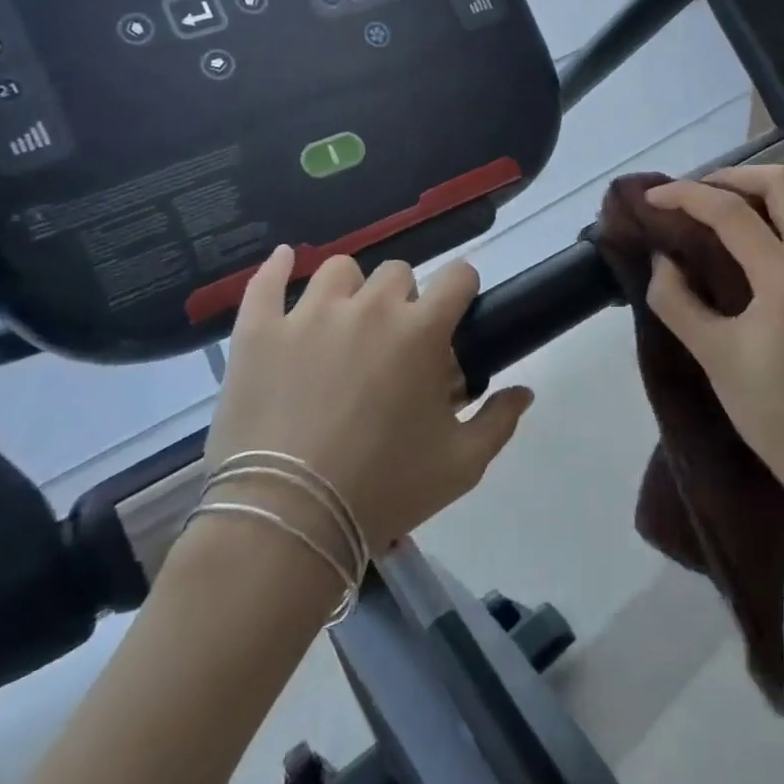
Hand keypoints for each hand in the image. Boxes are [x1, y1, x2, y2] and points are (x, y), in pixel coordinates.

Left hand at [202, 247, 534, 556]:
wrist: (287, 522)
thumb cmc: (383, 490)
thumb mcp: (460, 465)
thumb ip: (498, 422)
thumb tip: (524, 392)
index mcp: (421, 331)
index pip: (458, 276)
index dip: (462, 289)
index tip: (456, 311)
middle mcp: (369, 308)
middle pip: (398, 272)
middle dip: (405, 299)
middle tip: (394, 342)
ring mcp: (308, 315)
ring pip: (339, 271)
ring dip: (350, 290)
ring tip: (343, 322)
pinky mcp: (259, 331)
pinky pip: (266, 282)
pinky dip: (277, 269)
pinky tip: (285, 261)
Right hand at [643, 166, 783, 502]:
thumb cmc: (769, 411)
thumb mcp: (712, 355)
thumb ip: (676, 299)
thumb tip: (663, 258)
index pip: (733, 214)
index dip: (687, 197)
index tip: (652, 199)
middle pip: (783, 183)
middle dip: (732, 177)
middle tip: (694, 195)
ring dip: (760, 191)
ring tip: (719, 208)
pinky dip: (778, 211)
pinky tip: (748, 235)